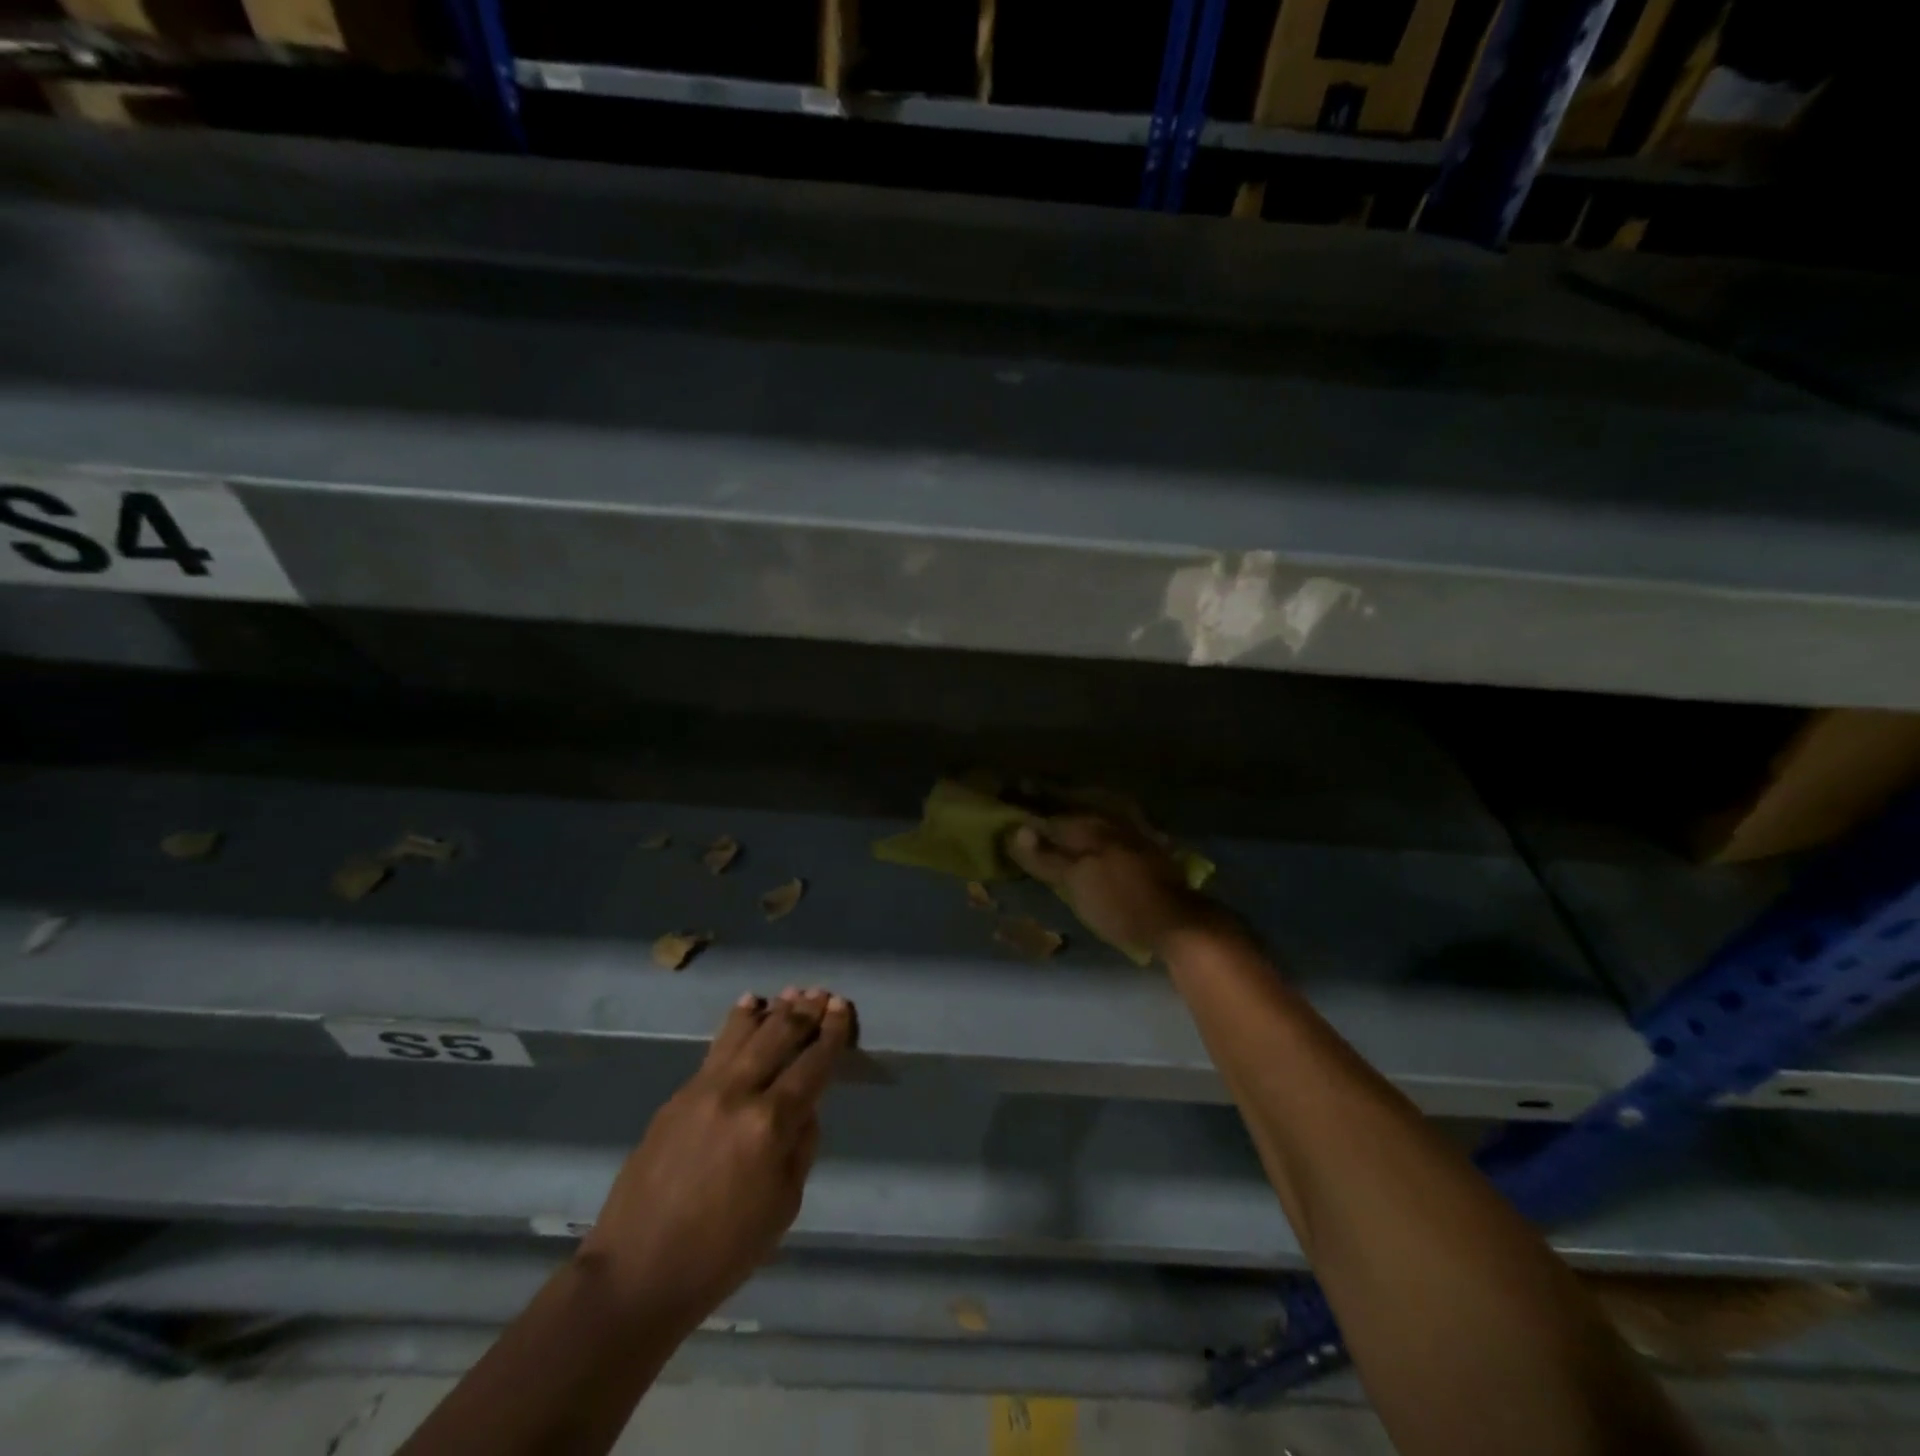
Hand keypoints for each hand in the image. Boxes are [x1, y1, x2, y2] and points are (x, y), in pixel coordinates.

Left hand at [579, 987, 852, 1330]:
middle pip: (778, 1036)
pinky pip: (716, 1048)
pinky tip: (747, 1007)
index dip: (832, 1033)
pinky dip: (737, 1024)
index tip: (842, 1008)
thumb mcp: (784, 1206)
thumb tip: (804, 1107)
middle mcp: (738, 1093)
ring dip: (772, 1009)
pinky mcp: (677, 1096)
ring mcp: (702, 1089)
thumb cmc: (722, 1252)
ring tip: (791, 992)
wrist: (636, 1273)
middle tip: (822, 993)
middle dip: (805, 1011)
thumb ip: (801, 1146)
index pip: (812, 1064)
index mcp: (770, 1124)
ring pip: (744, 1032)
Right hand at [1007, 813, 1220, 960]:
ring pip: (1097, 818)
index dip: (1031, 807)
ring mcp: (1132, 835)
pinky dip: (1100, 828)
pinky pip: (1114, 830)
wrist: (1178, 921)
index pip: (1051, 812)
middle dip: (1053, 806)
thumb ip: (1046, 856)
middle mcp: (1110, 822)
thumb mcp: (1075, 882)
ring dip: (1077, 815)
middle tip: (1031, 800)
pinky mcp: (1148, 851)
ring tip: (1060, 817)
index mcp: (1089, 826)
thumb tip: (1016, 830)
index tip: (1012, 795)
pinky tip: (1097, 834)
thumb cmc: (1119, 902)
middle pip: (1074, 811)